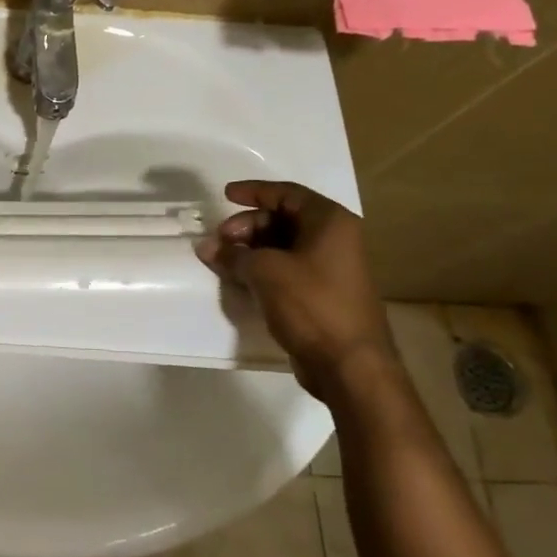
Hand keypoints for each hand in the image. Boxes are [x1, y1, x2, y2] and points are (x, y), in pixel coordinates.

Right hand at [196, 180, 394, 395]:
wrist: (349, 364)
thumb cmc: (311, 304)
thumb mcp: (265, 272)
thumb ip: (233, 255)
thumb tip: (207, 247)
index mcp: (329, 222)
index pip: (287, 193)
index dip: (254, 192)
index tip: (225, 195)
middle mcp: (335, 239)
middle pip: (283, 220)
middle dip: (247, 227)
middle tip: (220, 241)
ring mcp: (331, 268)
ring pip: (283, 246)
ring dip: (251, 250)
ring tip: (223, 261)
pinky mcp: (323, 294)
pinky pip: (288, 269)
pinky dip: (263, 269)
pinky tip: (240, 279)